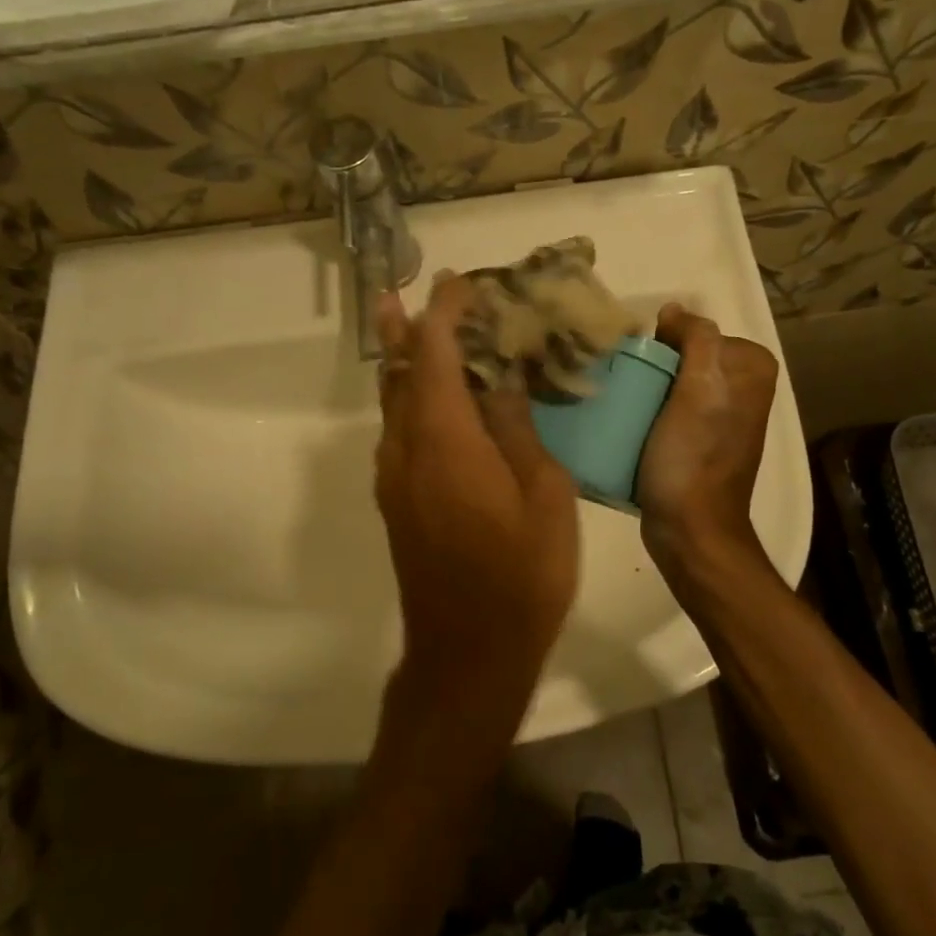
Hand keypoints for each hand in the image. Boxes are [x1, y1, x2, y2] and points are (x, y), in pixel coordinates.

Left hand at [373, 274, 578, 741]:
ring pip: (393, 404)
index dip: (445, 313)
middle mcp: (406, 448)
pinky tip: (436, 405)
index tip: (459, 283)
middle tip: (404, 294)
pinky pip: (398, 434)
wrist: (468, 651)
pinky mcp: (395, 502)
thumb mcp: (542, 495)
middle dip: (404, 329)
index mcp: (445, 438)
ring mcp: (394, 478)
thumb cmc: (522, 574)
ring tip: (416, 334)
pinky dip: (412, 403)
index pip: (437, 354)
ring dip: (405, 365)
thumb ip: (518, 431)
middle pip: (399, 373)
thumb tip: (504, 383)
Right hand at [636, 303, 779, 581]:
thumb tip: (674, 310)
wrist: (690, 530)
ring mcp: (722, 417)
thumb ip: (697, 339)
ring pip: (675, 381)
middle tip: (622, 378)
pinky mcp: (700, 441)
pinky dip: (650, 408)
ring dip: (647, 384)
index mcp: (752, 370)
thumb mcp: (699, 390)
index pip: (698, 331)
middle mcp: (744, 389)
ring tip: (619, 397)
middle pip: (685, 355)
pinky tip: (628, 419)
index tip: (636, 361)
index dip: (664, 341)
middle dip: (654, 362)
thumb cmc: (693, 458)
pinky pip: (670, 407)